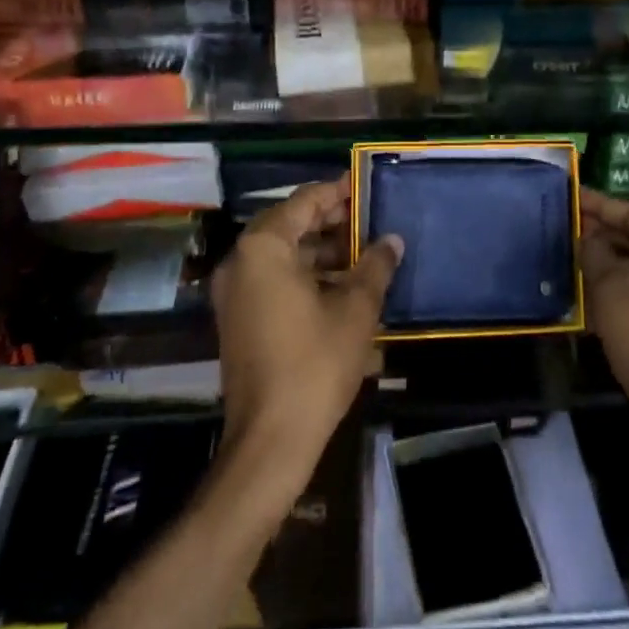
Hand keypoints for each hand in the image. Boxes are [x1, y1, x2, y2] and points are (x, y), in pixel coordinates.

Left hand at [211, 178, 402, 504]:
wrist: (270, 441)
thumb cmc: (315, 364)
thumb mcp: (356, 309)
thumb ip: (375, 265)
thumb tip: (392, 240)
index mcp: (264, 247)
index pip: (306, 200)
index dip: (339, 192)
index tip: (368, 187)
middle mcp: (241, 260)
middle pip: (291, 224)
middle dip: (333, 222)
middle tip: (371, 220)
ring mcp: (235, 291)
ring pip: (283, 253)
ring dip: (322, 250)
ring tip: (365, 253)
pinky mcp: (239, 317)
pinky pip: (274, 278)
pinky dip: (306, 275)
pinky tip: (343, 286)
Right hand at [580, 188, 628, 462]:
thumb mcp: (618, 299)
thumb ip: (598, 259)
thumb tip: (587, 237)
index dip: (600, 205)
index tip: (568, 195)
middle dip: (601, 234)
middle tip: (559, 227)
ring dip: (605, 265)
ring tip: (565, 259)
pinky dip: (615, 293)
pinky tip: (585, 300)